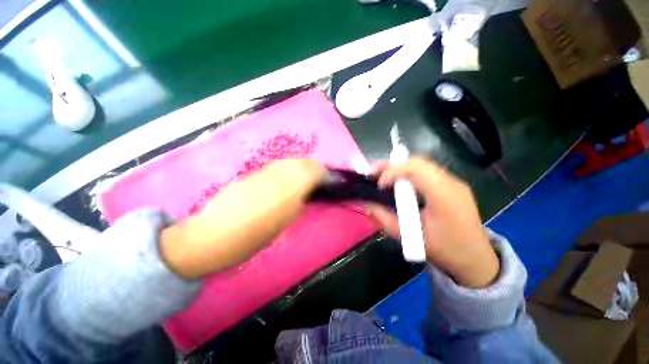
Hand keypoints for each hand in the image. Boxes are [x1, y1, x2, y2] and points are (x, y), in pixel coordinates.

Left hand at [160, 159, 325, 279]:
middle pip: (302, 162)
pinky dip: (287, 168)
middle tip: (319, 177)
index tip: (328, 180)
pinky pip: (276, 165)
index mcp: (288, 192)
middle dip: (314, 167)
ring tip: (304, 176)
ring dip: (301, 166)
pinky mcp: (251, 173)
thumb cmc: (250, 240)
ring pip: (289, 161)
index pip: (314, 171)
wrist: (211, 236)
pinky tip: (285, 177)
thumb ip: (298, 204)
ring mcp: (262, 173)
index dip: (324, 173)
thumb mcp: (283, 225)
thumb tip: (308, 193)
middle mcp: (277, 177)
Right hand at [365, 157, 498, 287]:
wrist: (476, 260)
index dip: (393, 171)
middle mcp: (451, 183)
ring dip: (400, 168)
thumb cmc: (445, 251)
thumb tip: (365, 205)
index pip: (416, 169)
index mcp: (444, 196)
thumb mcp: (409, 237)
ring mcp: (454, 182)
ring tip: (383, 176)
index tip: (378, 184)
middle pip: (418, 162)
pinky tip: (399, 183)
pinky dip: (409, 173)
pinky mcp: (452, 186)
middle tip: (374, 173)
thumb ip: (384, 219)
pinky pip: (427, 172)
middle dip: (393, 165)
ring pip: (422, 164)